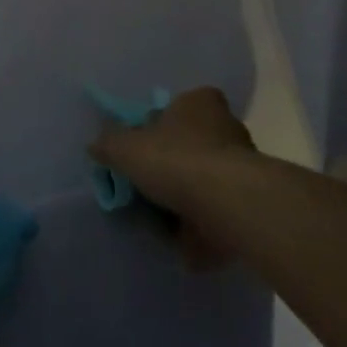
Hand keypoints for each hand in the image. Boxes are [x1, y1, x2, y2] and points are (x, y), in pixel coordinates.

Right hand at [90, 87, 254, 267]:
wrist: (228, 205)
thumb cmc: (176, 160)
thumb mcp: (126, 147)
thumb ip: (109, 144)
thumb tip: (96, 145)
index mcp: (200, 103)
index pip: (183, 104)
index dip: (163, 123)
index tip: (146, 145)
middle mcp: (227, 127)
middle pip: (194, 144)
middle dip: (175, 164)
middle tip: (149, 185)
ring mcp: (244, 167)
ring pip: (207, 181)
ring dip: (189, 199)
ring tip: (162, 221)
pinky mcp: (250, 203)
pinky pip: (219, 214)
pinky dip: (203, 229)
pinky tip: (182, 243)